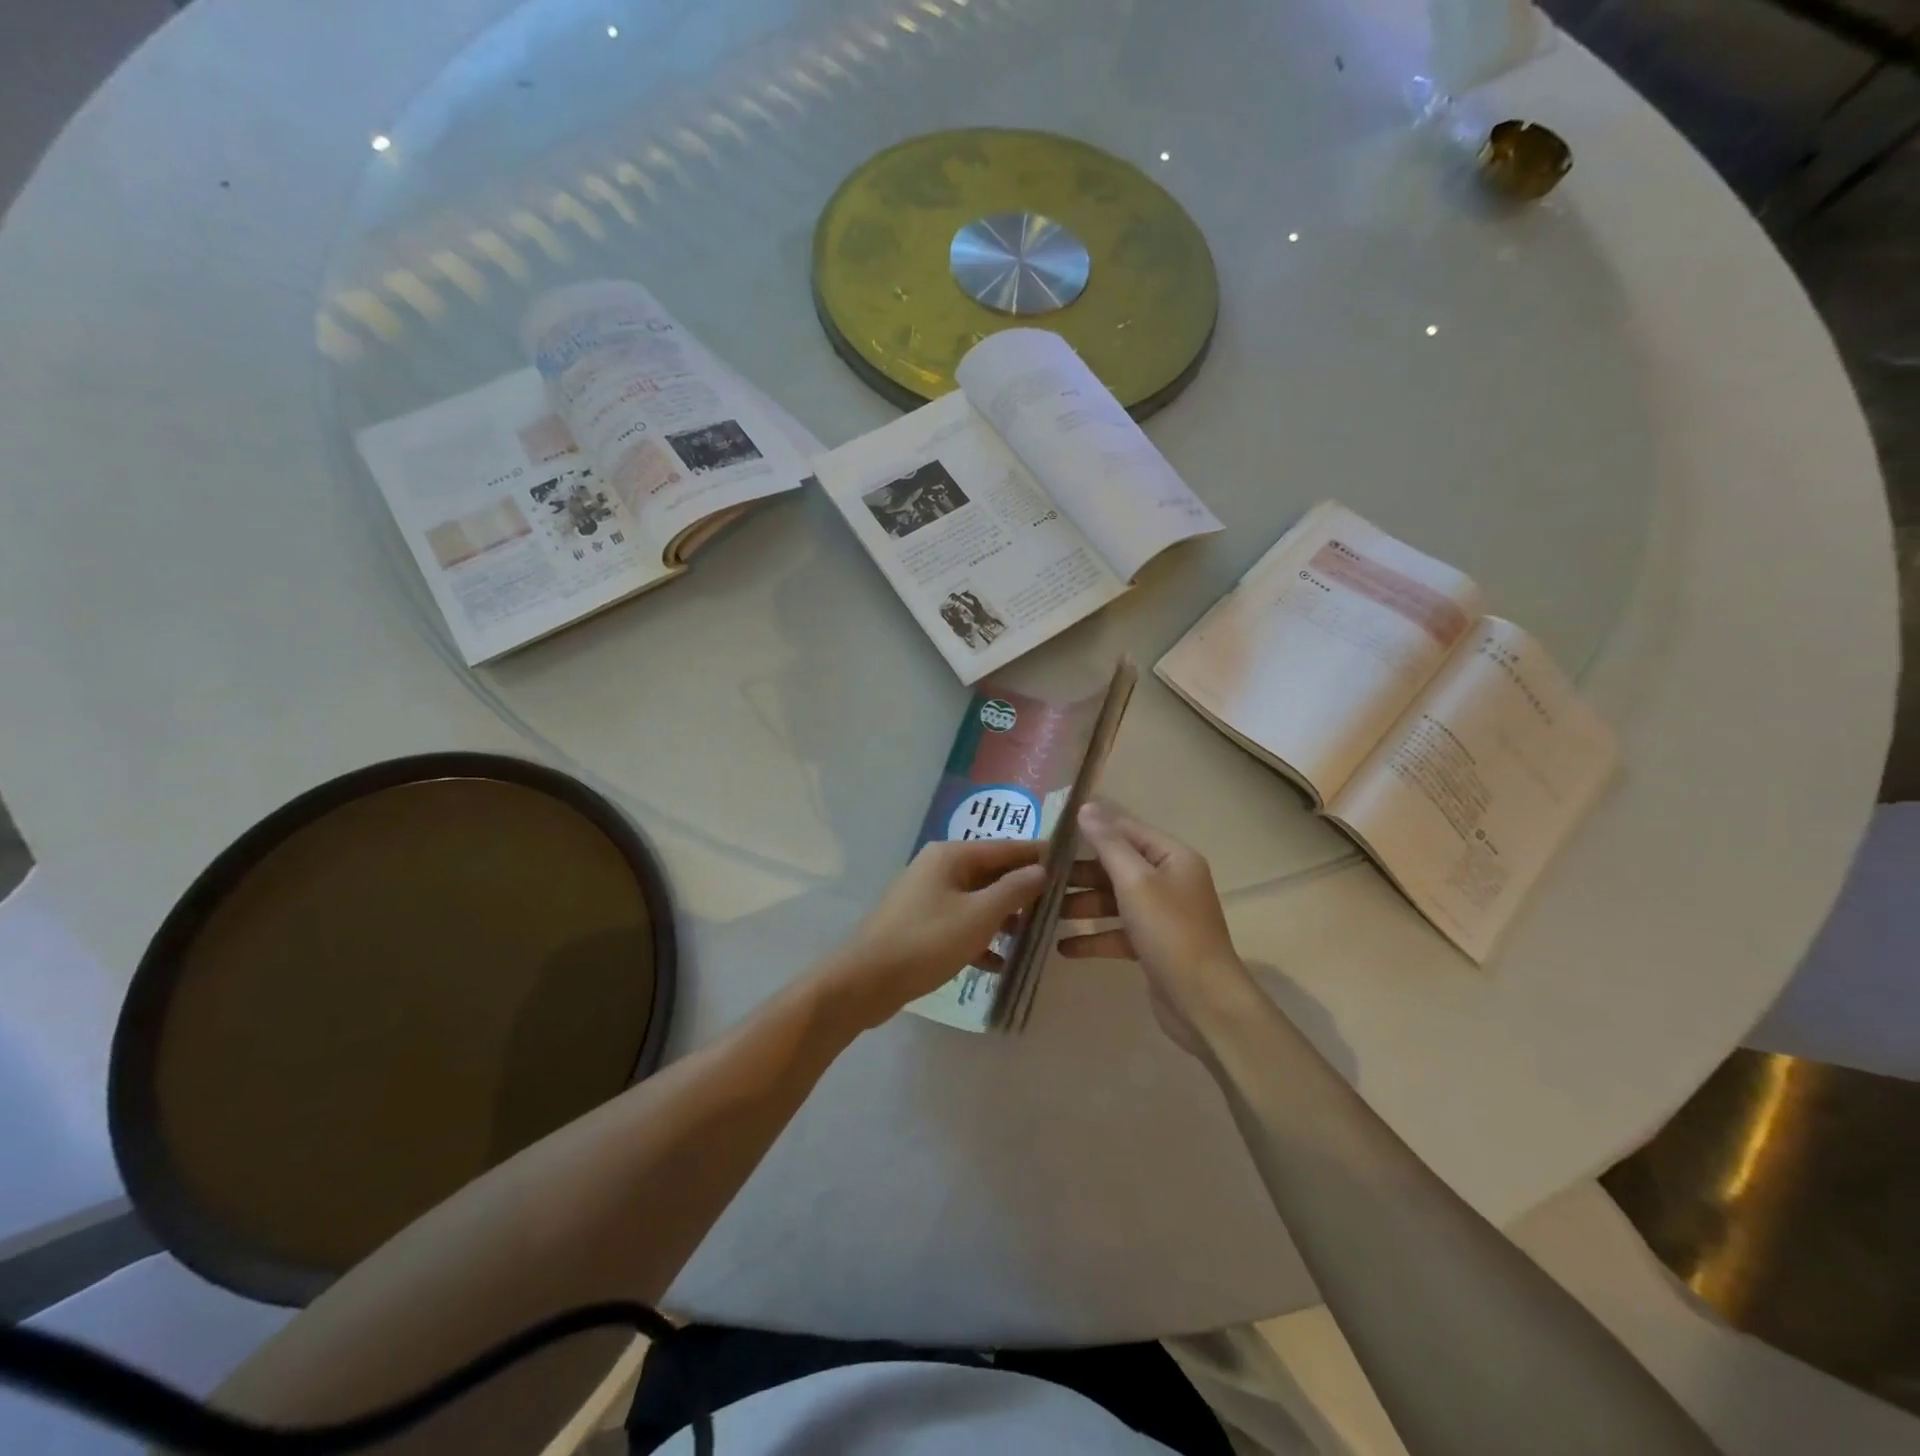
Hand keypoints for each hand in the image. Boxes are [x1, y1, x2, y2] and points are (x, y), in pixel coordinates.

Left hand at [820, 838, 1048, 1029]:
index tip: (1070, 865)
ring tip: (1033, 938)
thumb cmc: (926, 941)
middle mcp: (939, 868)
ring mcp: (927, 897)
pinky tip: (1000, 964)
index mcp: (951, 856)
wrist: (864, 981)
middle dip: (1023, 891)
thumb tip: (1041, 870)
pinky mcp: (921, 925)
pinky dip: (980, 939)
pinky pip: (960, 924)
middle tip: (1058, 908)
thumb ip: (1014, 890)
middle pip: (991, 873)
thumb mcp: (979, 915)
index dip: (1038, 856)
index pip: (1006, 847)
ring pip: (977, 900)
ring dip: (1004, 918)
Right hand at [1058, 803, 1260, 1054]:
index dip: (1091, 829)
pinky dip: (1092, 938)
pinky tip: (1062, 948)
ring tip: (1042, 913)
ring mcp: (1161, 916)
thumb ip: (1108, 844)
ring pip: (1113, 901)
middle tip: (1039, 877)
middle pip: (1116, 867)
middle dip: (1079, 873)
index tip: (1051, 834)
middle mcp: (1169, 881)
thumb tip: (1086, 808)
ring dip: (1081, 906)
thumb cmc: (1171, 932)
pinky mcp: (1152, 946)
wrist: (1204, 1002)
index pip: (1126, 831)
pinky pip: (1116, 933)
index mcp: (1172, 858)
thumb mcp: (1136, 882)